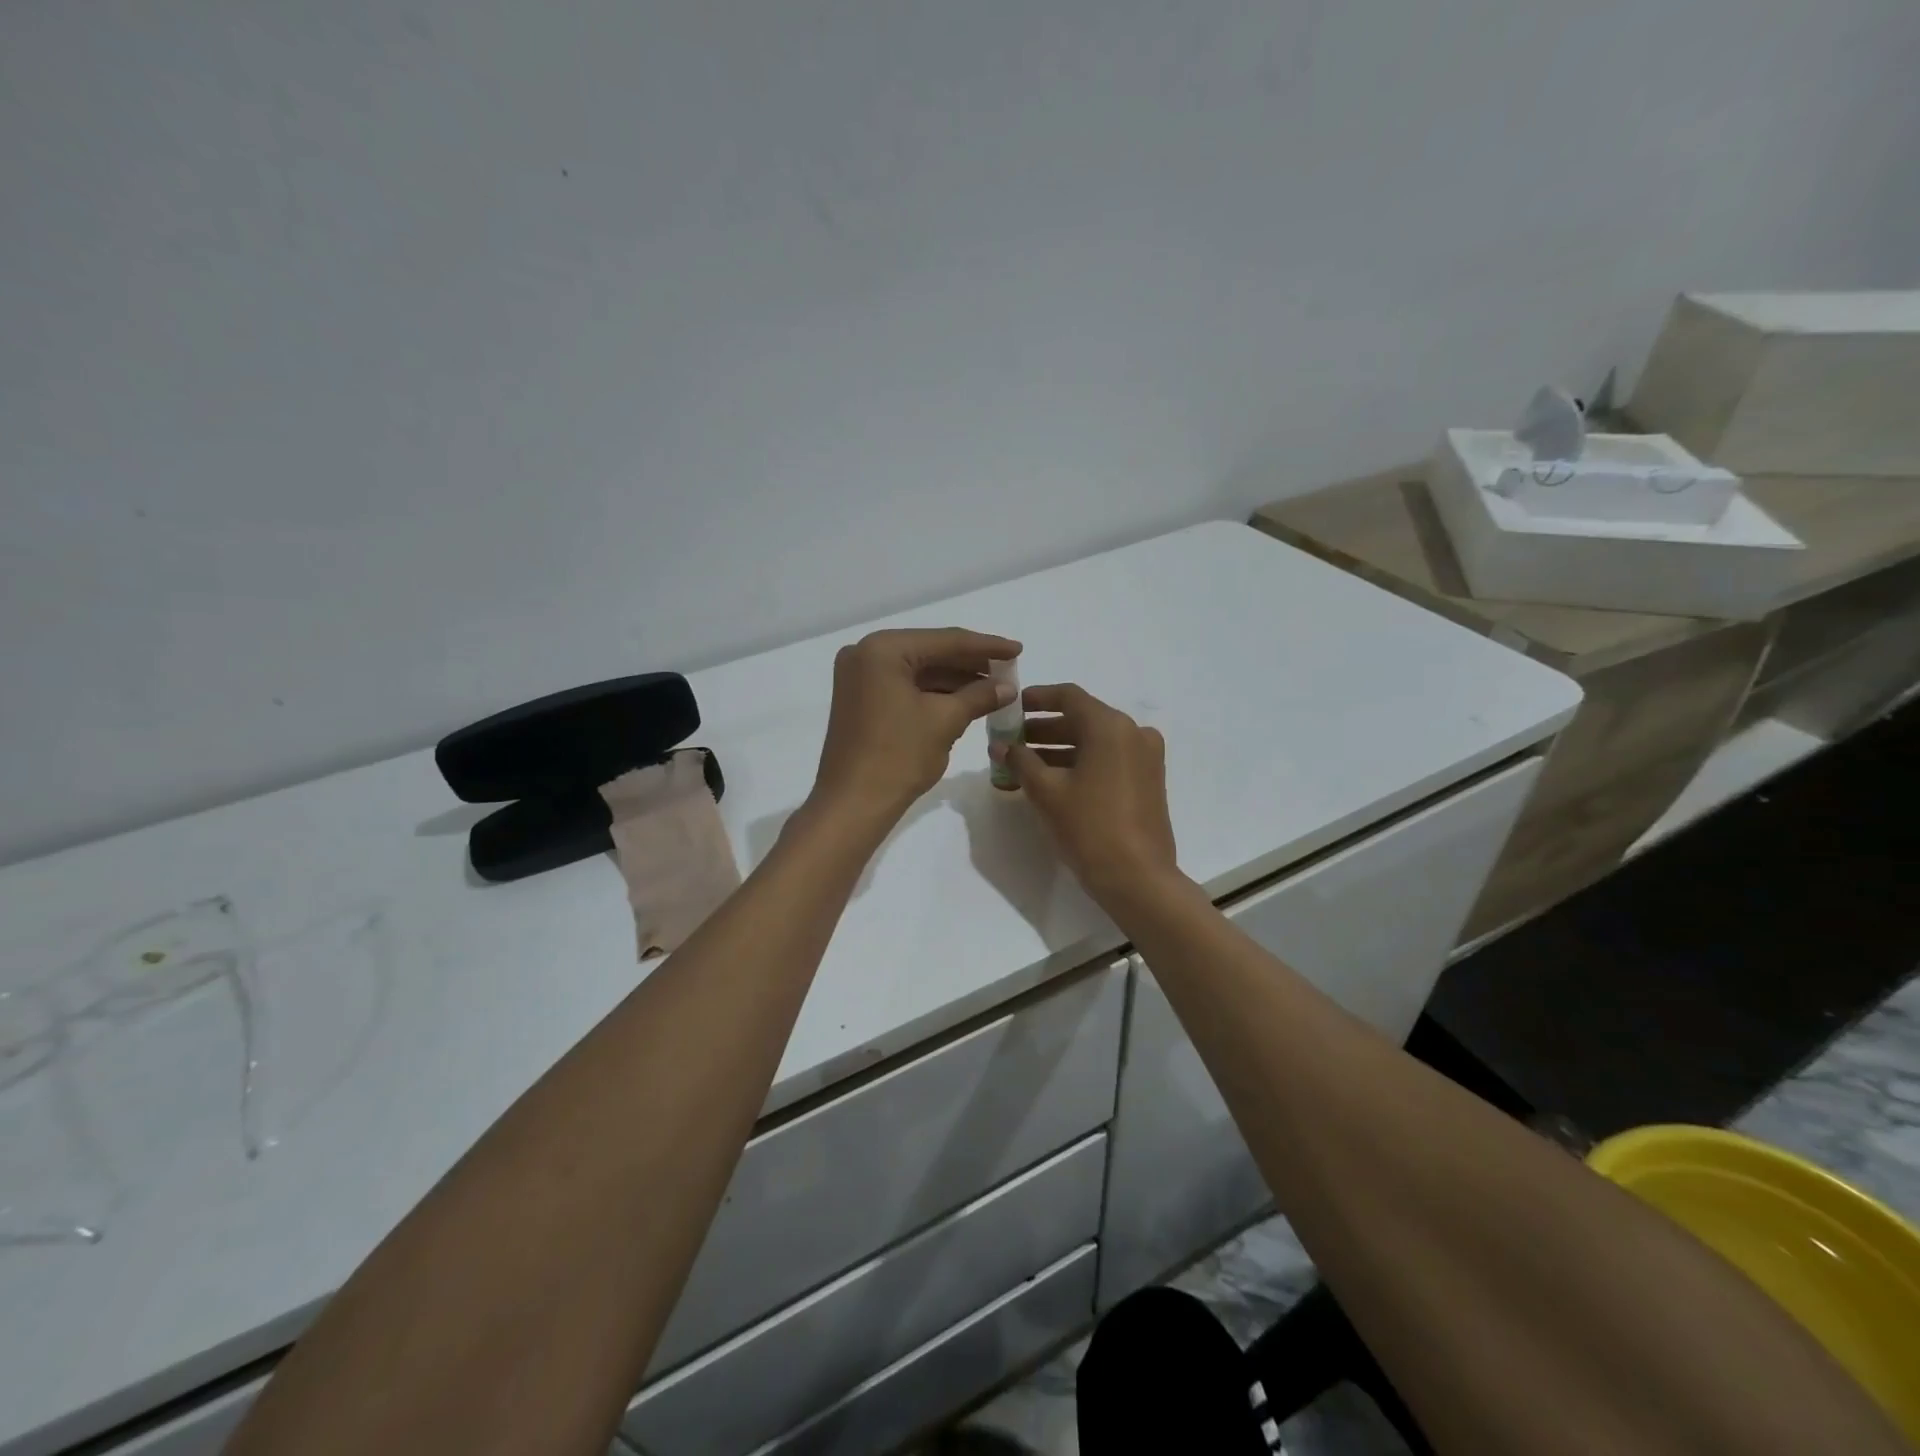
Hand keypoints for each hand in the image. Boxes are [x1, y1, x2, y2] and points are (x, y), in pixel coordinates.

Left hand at [810, 628, 1021, 827]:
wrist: (853, 804)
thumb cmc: (899, 756)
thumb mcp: (945, 721)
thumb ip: (980, 696)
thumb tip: (1008, 687)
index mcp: (883, 649)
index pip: (945, 640)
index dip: (986, 646)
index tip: (1018, 650)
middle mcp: (866, 653)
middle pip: (930, 652)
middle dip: (971, 664)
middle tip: (1009, 669)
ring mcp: (859, 677)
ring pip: (918, 670)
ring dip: (955, 680)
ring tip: (995, 688)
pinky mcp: (860, 699)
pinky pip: (904, 686)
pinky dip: (934, 693)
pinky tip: (965, 700)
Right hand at [1002, 684, 1179, 900]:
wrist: (1137, 878)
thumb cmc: (1089, 827)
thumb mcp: (1046, 792)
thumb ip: (1020, 761)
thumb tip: (1000, 746)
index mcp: (1110, 726)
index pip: (1068, 696)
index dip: (1036, 698)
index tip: (1012, 708)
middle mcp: (1133, 732)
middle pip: (1082, 718)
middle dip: (1044, 728)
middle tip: (1011, 741)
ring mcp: (1145, 757)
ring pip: (1095, 741)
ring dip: (1060, 747)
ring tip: (1025, 764)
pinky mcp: (1148, 780)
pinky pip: (1109, 758)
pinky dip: (1081, 762)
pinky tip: (1053, 780)